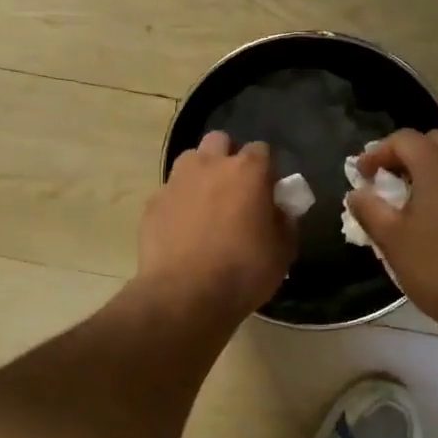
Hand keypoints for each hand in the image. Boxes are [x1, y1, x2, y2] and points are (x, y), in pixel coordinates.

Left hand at [138, 131, 296, 318]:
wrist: (184, 296)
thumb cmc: (242, 272)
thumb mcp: (282, 252)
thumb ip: (284, 223)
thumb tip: (279, 211)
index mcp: (247, 171)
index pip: (261, 149)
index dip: (266, 168)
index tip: (268, 190)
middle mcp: (209, 165)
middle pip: (220, 141)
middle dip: (228, 156)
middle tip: (234, 188)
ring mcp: (176, 182)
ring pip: (190, 160)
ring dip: (200, 173)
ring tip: (205, 204)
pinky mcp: (153, 203)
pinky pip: (169, 192)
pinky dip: (178, 202)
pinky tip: (182, 228)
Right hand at [346, 129, 437, 338]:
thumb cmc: (437, 268)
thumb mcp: (392, 240)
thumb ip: (369, 209)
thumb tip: (357, 194)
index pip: (404, 139)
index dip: (377, 153)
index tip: (363, 176)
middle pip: (433, 142)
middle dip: (406, 156)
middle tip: (388, 183)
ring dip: (432, 170)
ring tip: (414, 200)